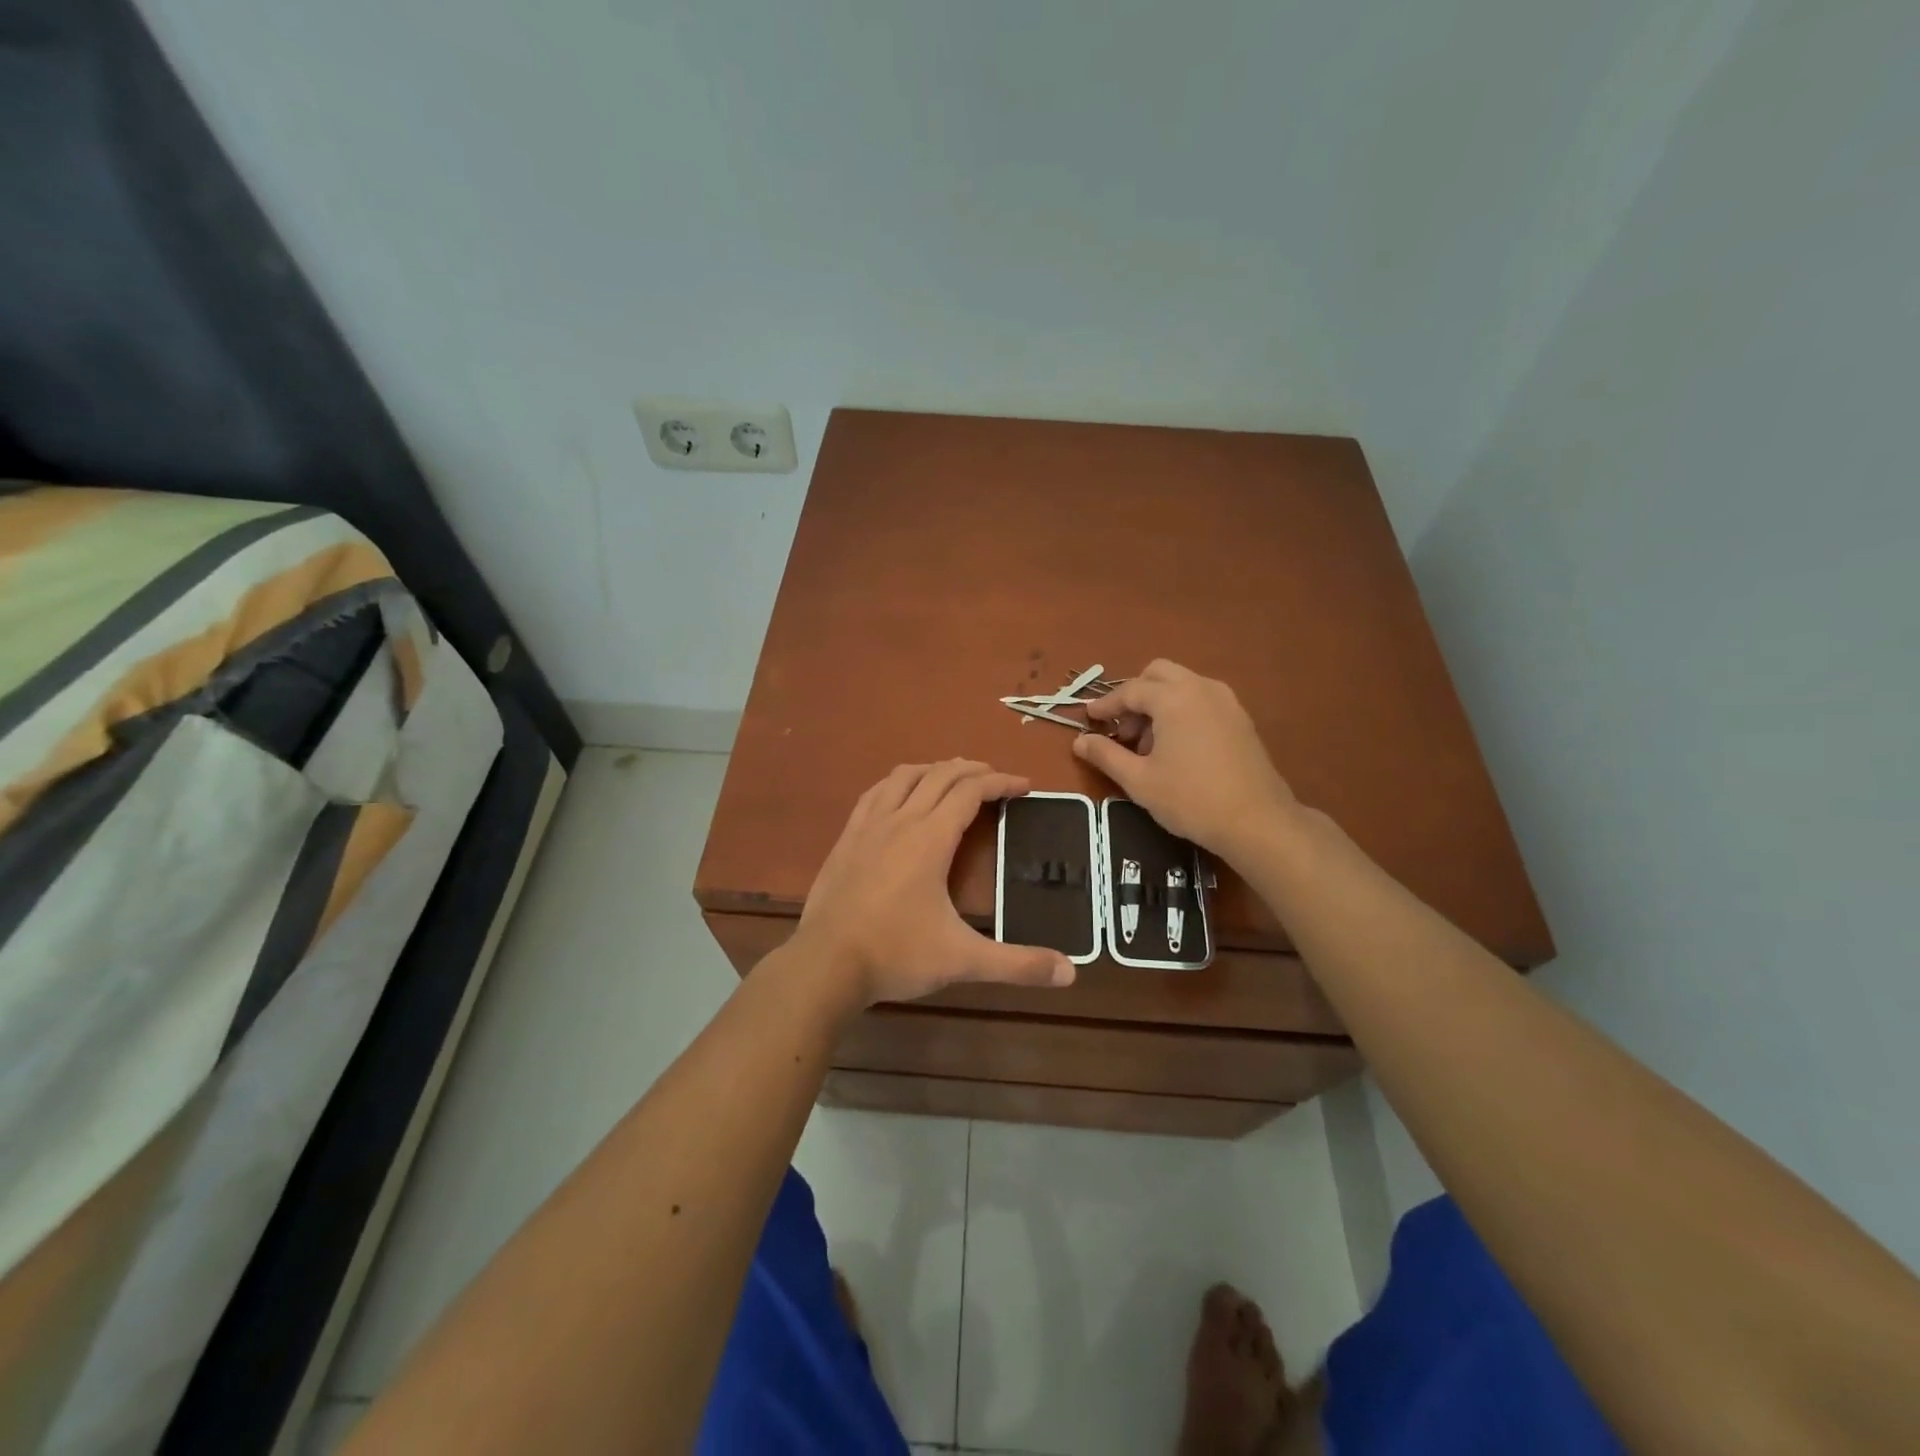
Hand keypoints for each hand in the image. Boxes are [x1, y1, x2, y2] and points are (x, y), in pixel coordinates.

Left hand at [797, 760, 1075, 1006]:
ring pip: (905, 777)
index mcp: (930, 838)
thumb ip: (1017, 964)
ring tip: (953, 777)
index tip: (1024, 785)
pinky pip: (875, 793)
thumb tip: (1071, 972)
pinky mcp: (846, 838)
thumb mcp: (962, 960)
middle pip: (940, 775)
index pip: (971, 792)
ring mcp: (868, 825)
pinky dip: (897, 783)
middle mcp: (900, 820)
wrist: (825, 964)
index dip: (1001, 782)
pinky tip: (899, 794)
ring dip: (934, 769)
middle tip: (996, 779)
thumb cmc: (896, 955)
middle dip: (973, 770)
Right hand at [1074, 660, 1297, 861]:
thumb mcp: (1139, 781)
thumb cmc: (1190, 799)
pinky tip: (1178, 747)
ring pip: (1183, 684)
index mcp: (1174, 698)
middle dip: (1135, 695)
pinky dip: (1182, 710)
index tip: (1089, 719)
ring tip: (1149, 744)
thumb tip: (1080, 741)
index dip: (1106, 705)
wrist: (1257, 821)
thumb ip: (1106, 755)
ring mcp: (1226, 701)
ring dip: (1159, 702)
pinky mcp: (1241, 718)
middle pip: (1158, 674)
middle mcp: (1201, 688)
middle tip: (1123, 730)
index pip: (1130, 691)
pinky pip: (1202, 699)